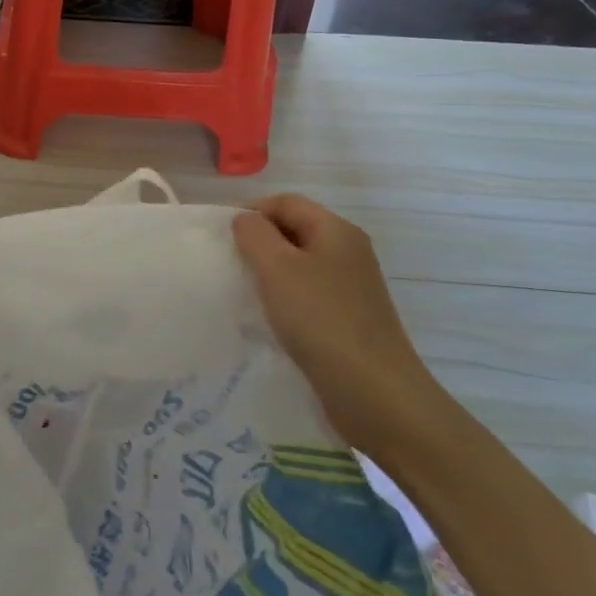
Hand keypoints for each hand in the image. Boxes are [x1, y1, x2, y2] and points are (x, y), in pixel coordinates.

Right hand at [232, 194, 451, 458]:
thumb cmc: (321, 320)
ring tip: (242, 292)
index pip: (285, 202)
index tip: (221, 238)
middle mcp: (348, 252)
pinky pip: (308, 295)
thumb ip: (255, 235)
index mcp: (336, 231)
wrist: (375, 393)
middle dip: (258, 242)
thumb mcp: (277, 268)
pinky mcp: (348, 319)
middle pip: (294, 230)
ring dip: (269, 273)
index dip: (251, 211)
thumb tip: (245, 220)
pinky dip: (284, 300)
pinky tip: (268, 319)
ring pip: (300, 265)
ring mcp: (351, 288)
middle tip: (228, 265)